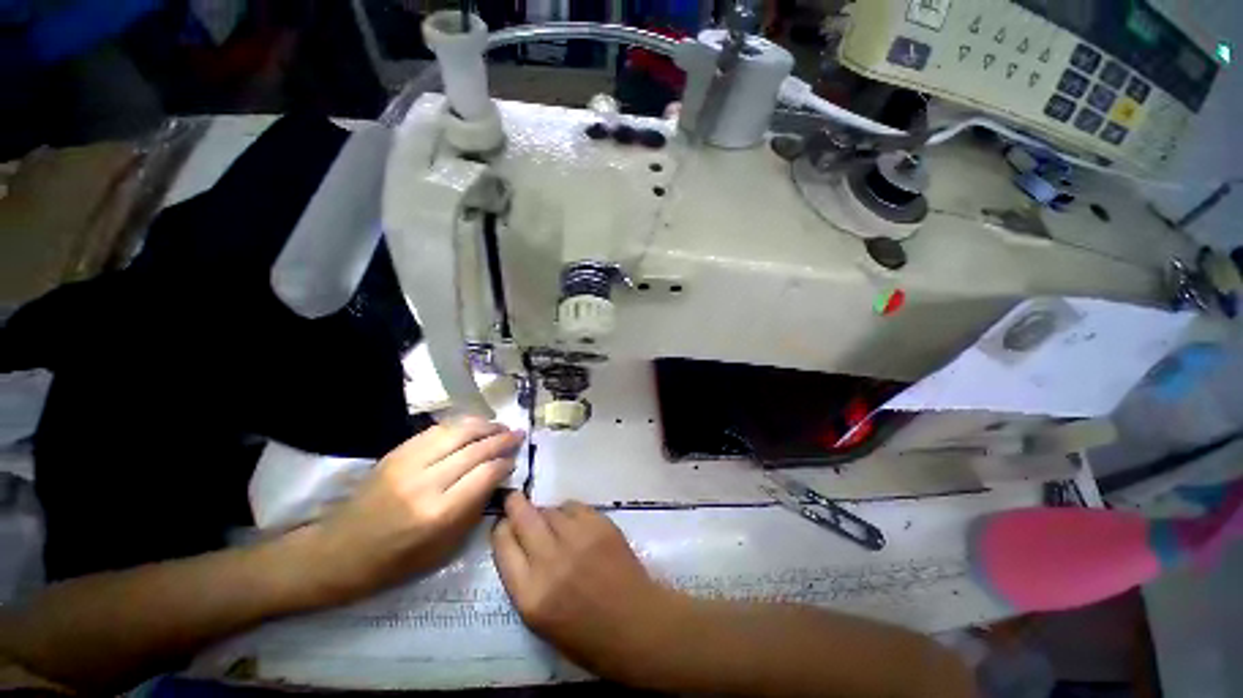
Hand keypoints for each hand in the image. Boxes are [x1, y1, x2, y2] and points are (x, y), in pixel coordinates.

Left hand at [305, 418, 522, 603]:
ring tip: (500, 426)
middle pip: (475, 449)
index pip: (485, 473)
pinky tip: (473, 425)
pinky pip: (436, 430)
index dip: (505, 462)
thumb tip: (497, 477)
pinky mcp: (396, 453)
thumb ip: (474, 509)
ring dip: (484, 425)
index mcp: (439, 514)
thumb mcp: (444, 549)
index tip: (515, 459)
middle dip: (501, 438)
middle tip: (518, 434)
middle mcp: (426, 482)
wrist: (339, 552)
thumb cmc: (395, 561)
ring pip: (457, 431)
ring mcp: (408, 463)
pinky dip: (460, 424)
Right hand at [491, 492, 685, 682]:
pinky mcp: (600, 524)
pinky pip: (574, 507)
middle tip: (514, 498)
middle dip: (515, 505)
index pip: (503, 547)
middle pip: (523, 518)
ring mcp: (577, 538)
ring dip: (546, 514)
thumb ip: (525, 581)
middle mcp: (550, 561)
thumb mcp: (541, 621)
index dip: (501, 530)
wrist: (637, 625)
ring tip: (553, 524)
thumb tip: (521, 545)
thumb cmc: (588, 637)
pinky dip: (569, 512)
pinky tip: (575, 523)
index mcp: (531, 595)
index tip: (503, 524)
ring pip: (550, 509)